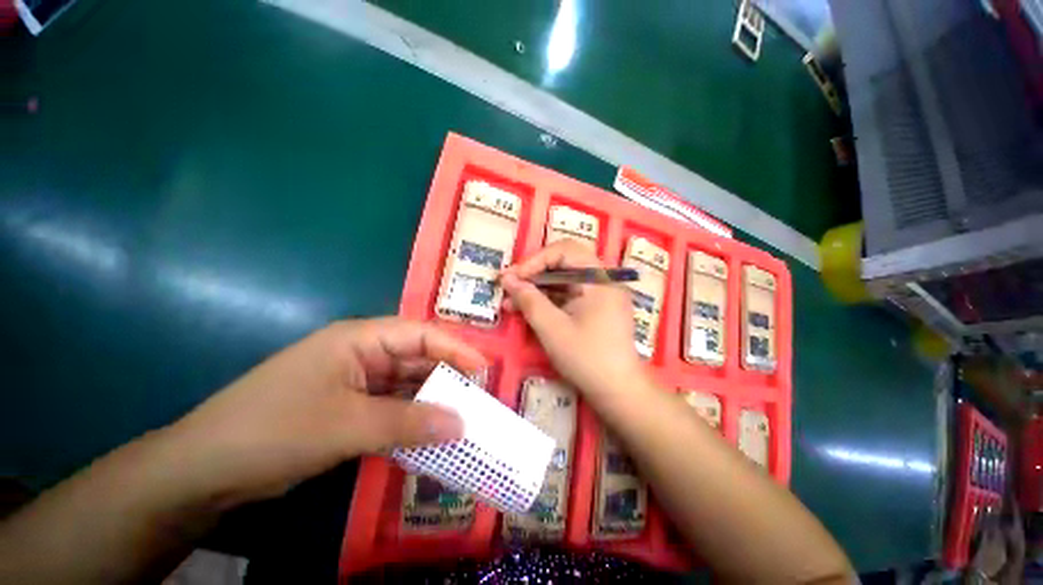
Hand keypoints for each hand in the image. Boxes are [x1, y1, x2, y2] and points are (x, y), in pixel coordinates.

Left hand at [158, 318, 486, 506]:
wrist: (205, 470)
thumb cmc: (274, 430)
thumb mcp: (348, 425)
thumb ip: (410, 422)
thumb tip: (462, 424)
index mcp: (359, 339)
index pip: (420, 335)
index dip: (455, 348)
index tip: (483, 368)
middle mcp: (361, 354)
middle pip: (416, 359)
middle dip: (447, 376)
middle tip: (478, 396)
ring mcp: (354, 382)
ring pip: (406, 385)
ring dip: (431, 400)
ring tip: (463, 415)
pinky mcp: (348, 408)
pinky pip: (392, 407)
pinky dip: (412, 419)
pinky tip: (431, 432)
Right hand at [500, 239, 644, 397]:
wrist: (618, 392)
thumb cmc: (587, 358)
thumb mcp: (552, 328)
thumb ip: (529, 300)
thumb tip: (508, 279)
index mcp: (599, 280)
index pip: (566, 250)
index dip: (536, 260)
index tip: (513, 277)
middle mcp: (602, 281)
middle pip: (564, 264)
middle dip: (533, 274)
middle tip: (508, 286)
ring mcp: (599, 296)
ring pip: (563, 282)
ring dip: (537, 289)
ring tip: (510, 302)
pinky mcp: (594, 310)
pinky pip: (567, 297)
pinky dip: (547, 301)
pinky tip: (527, 311)